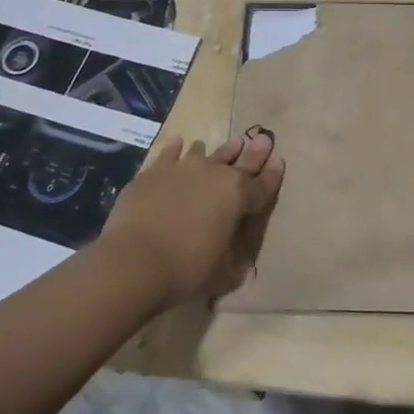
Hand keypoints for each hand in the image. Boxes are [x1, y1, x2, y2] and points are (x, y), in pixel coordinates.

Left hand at [98, 130, 284, 308]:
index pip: (263, 184)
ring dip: (222, 150)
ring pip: (208, 154)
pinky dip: (175, 148)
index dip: (273, 174)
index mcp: (239, 197)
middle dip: (255, 152)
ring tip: (232, 142)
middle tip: (264, 139)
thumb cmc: (186, 270)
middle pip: (241, 161)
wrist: (133, 261)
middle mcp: (215, 175)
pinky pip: (169, 153)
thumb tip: (246, 264)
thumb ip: (237, 263)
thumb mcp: (223, 274)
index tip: (279, 160)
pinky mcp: (154, 172)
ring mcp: (184, 169)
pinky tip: (178, 142)